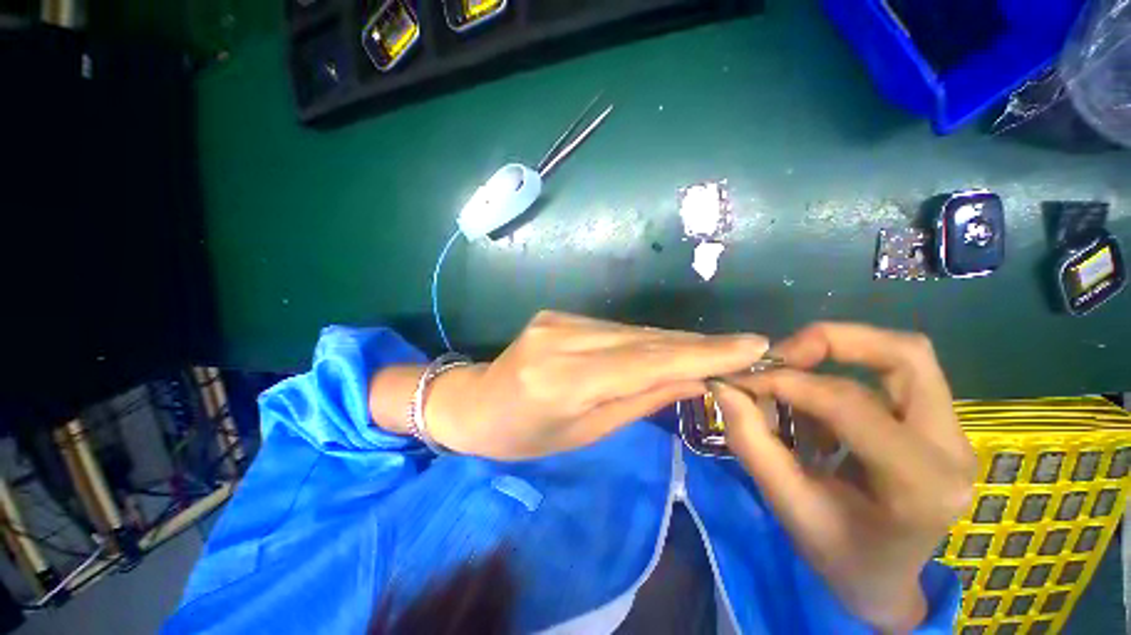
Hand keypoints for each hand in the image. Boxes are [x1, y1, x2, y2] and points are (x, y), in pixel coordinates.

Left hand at [425, 311, 768, 459]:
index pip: (645, 362)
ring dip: (673, 341)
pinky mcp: (558, 314)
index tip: (751, 346)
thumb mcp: (583, 432)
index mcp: (562, 380)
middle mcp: (561, 339)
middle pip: (643, 340)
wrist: (474, 403)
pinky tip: (666, 346)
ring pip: (632, 331)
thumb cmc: (523, 436)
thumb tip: (692, 381)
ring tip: (714, 351)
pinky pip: (613, 328)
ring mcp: (558, 320)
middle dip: (696, 345)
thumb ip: (638, 401)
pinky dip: (644, 338)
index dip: (701, 354)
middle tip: (744, 348)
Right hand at [711, 323, 975, 632]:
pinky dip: (846, 371)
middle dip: (831, 341)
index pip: (849, 404)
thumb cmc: (838, 553)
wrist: (884, 579)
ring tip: (792, 369)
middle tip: (779, 355)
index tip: (741, 378)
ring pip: (904, 356)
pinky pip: (894, 374)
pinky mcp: (941, 425)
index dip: (787, 381)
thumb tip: (723, 386)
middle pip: (904, 355)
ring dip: (840, 350)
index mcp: (919, 486)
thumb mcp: (786, 503)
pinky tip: (816, 401)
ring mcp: (955, 434)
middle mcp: (952, 451)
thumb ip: (751, 440)